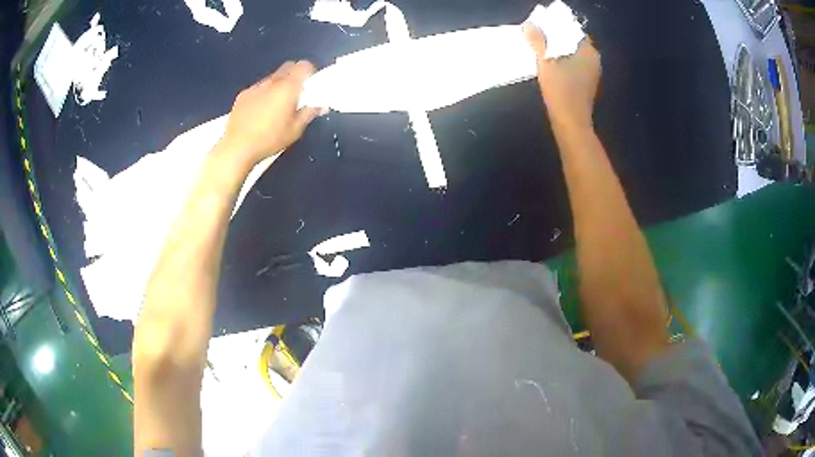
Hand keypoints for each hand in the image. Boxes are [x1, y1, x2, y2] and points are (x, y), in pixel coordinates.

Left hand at [219, 61, 322, 166]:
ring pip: (272, 77)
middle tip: (297, 94)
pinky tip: (260, 111)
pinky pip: (258, 88)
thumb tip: (320, 106)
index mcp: (288, 87)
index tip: (311, 85)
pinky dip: (263, 93)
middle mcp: (272, 81)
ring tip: (277, 105)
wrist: (237, 147)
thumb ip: (309, 113)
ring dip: (278, 85)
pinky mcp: (242, 95)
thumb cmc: (270, 139)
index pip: (304, 66)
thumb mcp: (295, 130)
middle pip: (288, 67)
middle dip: (295, 76)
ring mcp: (255, 87)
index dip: (310, 73)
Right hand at [523, 23, 600, 129]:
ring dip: (558, 51)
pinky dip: (562, 63)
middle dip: (556, 39)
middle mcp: (594, 61)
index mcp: (589, 52)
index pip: (573, 31)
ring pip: (572, 55)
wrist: (571, 123)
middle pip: (572, 43)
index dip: (557, 27)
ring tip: (540, 50)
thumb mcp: (546, 62)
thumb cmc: (561, 91)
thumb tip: (529, 25)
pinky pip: (573, 66)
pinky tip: (549, 66)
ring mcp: (591, 74)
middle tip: (538, 37)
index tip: (541, 28)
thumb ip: (538, 41)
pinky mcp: (585, 85)